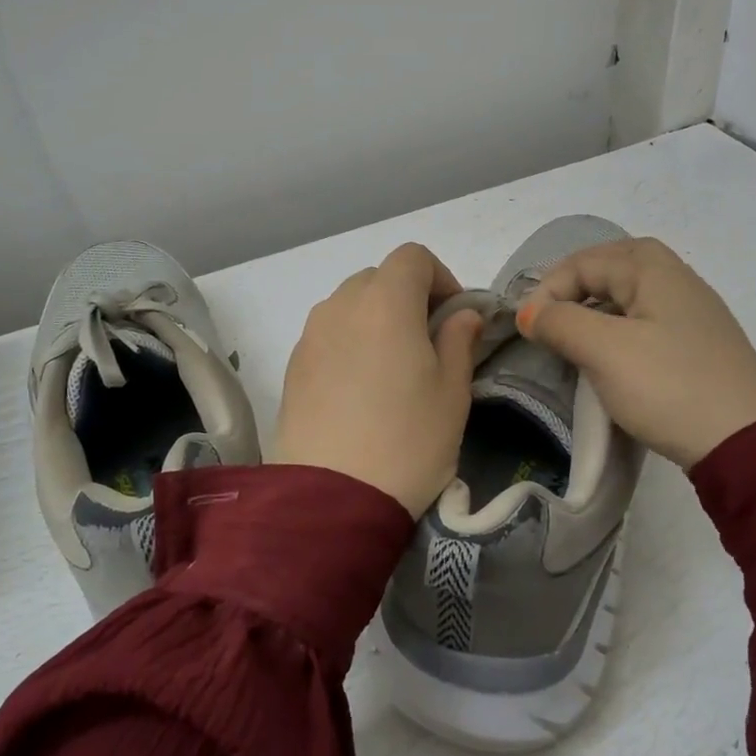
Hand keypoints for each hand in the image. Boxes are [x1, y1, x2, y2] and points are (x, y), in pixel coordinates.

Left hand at [273, 243, 485, 516]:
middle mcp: (341, 305)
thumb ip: (459, 339)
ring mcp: (310, 334)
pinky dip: (350, 341)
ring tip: (392, 367)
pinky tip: (360, 388)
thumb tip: (462, 315)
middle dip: (408, 297)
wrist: (331, 498)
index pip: (412, 257)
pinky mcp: (292, 365)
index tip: (454, 316)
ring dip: (376, 318)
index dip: (440, 277)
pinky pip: (328, 334)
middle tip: (428, 342)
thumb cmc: (407, 440)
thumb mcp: (452, 392)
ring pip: (349, 304)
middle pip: (378, 277)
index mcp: (385, 302)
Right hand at [516, 237, 755, 467]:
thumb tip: (529, 312)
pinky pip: (646, 322)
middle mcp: (677, 280)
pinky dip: (617, 330)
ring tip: (571, 340)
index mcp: (654, 269)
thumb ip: (560, 321)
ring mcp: (692, 314)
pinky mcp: (697, 346)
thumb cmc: (668, 386)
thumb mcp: (604, 350)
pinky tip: (610, 359)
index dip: (548, 289)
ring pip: (629, 296)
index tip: (528, 329)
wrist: (745, 443)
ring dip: (594, 310)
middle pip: (610, 268)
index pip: (584, 261)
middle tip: (548, 322)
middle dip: (572, 290)